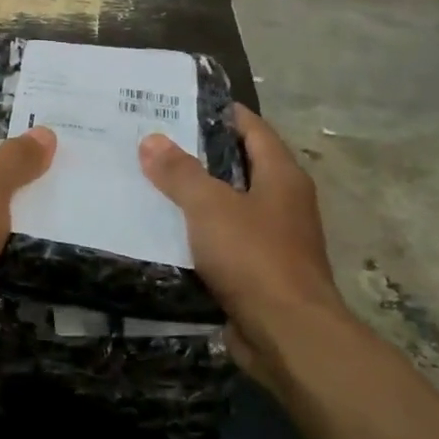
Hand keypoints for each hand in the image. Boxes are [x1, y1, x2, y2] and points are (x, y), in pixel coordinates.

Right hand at [139, 106, 346, 383]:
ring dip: (196, 197)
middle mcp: (283, 202)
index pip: (252, 129)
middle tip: (153, 143)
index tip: (181, 104)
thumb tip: (151, 139)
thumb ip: (180, 172)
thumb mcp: (210, 206)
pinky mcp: (259, 273)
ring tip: (150, 183)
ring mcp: (274, 240)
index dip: (221, 113)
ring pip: (229, 207)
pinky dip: (198, 234)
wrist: (287, 335)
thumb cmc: (254, 257)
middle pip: (239, 166)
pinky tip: (164, 232)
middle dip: (199, 155)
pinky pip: (223, 242)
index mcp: (282, 176)